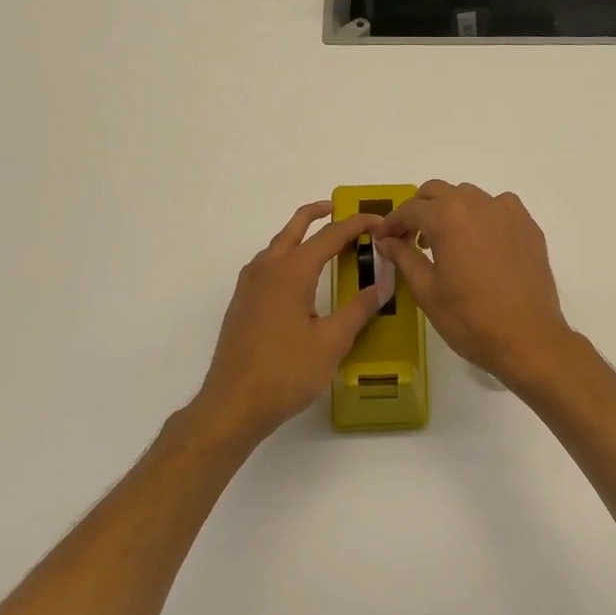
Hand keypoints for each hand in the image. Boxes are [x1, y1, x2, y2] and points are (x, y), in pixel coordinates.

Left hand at [191, 201, 393, 439]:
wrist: (233, 404)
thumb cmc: (286, 372)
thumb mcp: (332, 342)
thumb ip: (358, 309)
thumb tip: (382, 286)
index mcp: (291, 271)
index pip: (330, 236)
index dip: (356, 225)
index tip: (379, 221)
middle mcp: (267, 268)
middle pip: (295, 227)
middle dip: (319, 214)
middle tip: (343, 211)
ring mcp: (250, 285)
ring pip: (278, 245)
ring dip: (302, 235)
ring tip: (327, 243)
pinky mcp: (243, 302)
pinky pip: (268, 264)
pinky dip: (289, 255)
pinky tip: (301, 277)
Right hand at [375, 181, 576, 391]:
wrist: (528, 338)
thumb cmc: (470, 319)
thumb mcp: (427, 291)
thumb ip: (404, 257)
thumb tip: (386, 240)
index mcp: (447, 217)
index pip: (410, 209)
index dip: (392, 223)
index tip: (383, 239)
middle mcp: (477, 204)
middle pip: (438, 191)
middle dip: (419, 210)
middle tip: (411, 238)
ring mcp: (507, 212)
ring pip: (469, 196)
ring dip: (451, 210)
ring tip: (446, 241)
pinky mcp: (528, 225)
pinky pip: (498, 207)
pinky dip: (483, 215)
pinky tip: (481, 242)